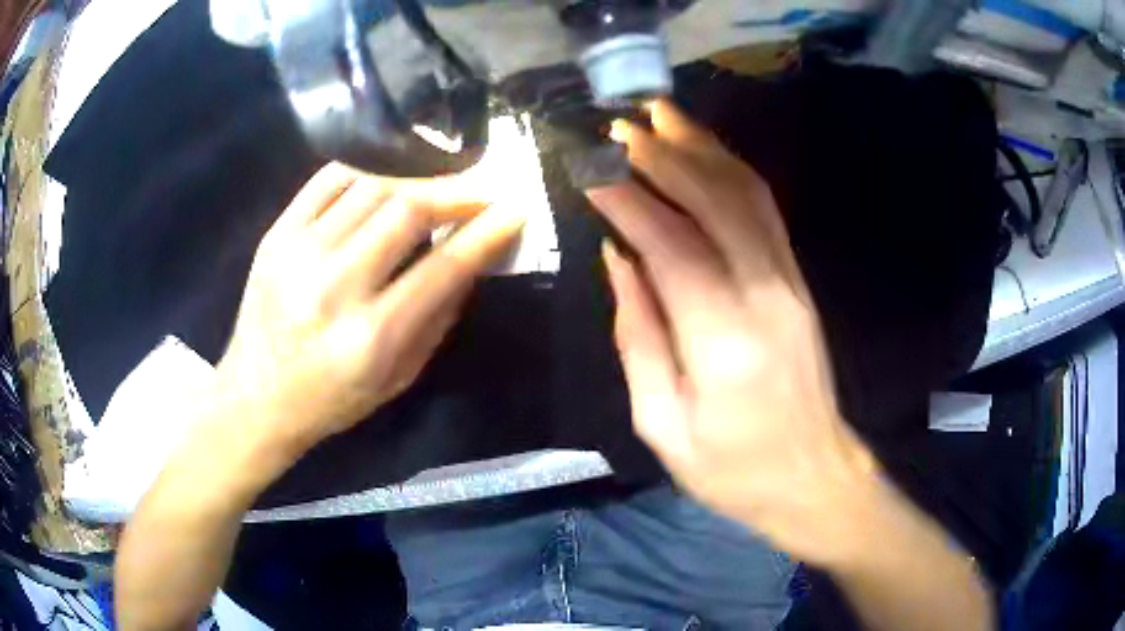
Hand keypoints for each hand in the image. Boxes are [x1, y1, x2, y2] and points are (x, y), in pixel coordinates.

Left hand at [216, 163, 523, 460]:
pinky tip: (386, 182)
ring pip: (370, 187)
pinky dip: (367, 172)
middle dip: (454, 193)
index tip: (512, 211)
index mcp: (370, 337)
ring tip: (436, 188)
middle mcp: (333, 287)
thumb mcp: (399, 378)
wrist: (256, 397)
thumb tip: (469, 258)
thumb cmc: (332, 399)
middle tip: (479, 191)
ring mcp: (297, 253)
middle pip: (405, 211)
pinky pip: (328, 181)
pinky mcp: (276, 235)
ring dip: (415, 180)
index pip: (442, 268)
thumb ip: (437, 317)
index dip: (484, 233)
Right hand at [588, 102, 879, 565]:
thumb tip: (618, 260)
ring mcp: (789, 284)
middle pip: (717, 201)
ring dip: (702, 149)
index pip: (671, 246)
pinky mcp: (799, 282)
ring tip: (662, 115)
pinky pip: (765, 212)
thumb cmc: (733, 470)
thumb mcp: (663, 425)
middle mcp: (765, 297)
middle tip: (620, 125)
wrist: (815, 478)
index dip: (627, 199)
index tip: (588, 166)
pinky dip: (732, 172)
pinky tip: (704, 153)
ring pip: (748, 195)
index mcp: (724, 343)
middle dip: (665, 154)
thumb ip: (639, 337)